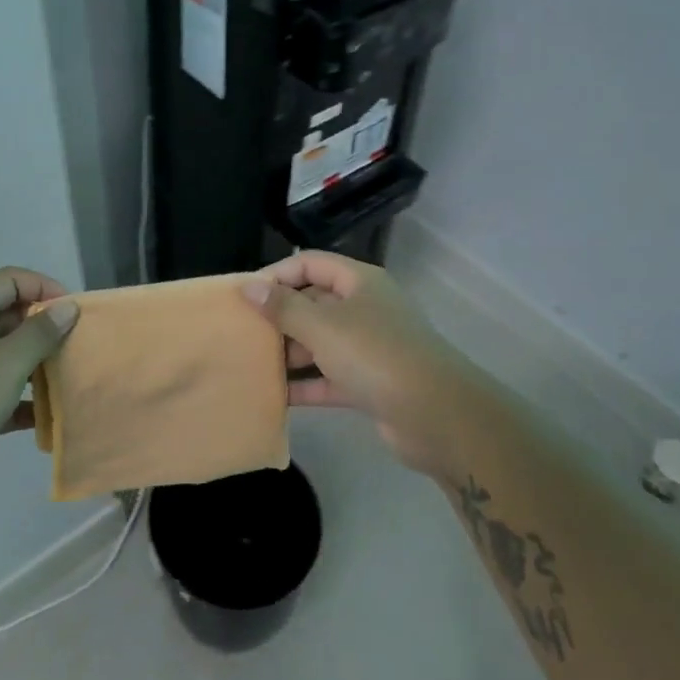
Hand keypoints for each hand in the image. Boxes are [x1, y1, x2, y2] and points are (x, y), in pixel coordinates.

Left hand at [0, 268, 78, 522]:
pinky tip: (50, 416)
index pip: (9, 281)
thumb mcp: (5, 361)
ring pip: (8, 360)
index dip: (42, 287)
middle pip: (10, 319)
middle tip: (77, 346)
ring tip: (71, 377)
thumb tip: (67, 307)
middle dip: (45, 328)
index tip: (71, 311)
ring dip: (39, 366)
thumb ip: (40, 333)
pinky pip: (3, 397)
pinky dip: (26, 403)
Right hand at [244, 252, 469, 478]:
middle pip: (313, 303)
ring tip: (250, 364)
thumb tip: (249, 286)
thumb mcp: (323, 326)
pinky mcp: (370, 383)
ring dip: (289, 352)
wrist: (437, 416)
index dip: (277, 275)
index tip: (244, 296)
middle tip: (241, 333)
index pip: (310, 263)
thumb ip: (283, 307)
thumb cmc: (375, 355)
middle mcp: (364, 308)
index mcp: (358, 282)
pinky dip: (305, 384)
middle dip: (279, 317)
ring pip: (320, 342)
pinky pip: (329, 377)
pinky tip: (274, 395)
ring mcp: (369, 347)